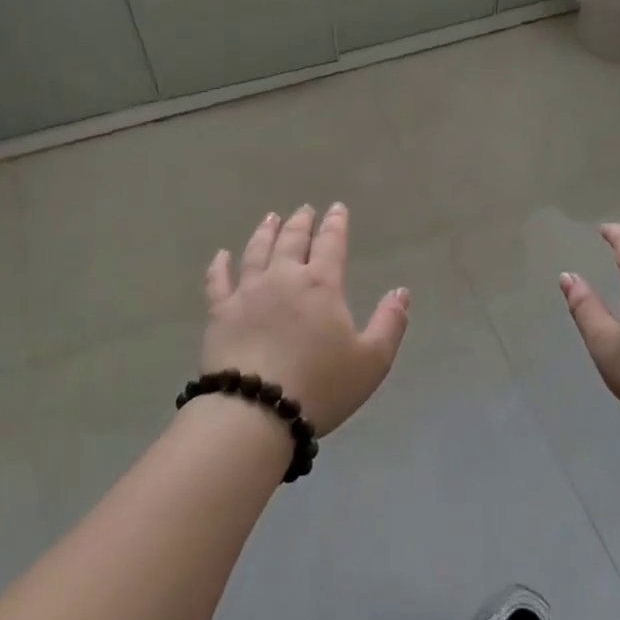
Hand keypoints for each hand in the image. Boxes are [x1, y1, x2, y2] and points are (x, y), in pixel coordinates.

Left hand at [202, 204, 409, 437]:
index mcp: (321, 285)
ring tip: (270, 218)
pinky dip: (220, 265)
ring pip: (256, 252)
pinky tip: (221, 255)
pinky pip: (218, 281)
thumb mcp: (372, 360)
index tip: (337, 208)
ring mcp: (247, 293)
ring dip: (265, 232)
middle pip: (292, 240)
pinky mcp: (219, 313)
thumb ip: (389, 322)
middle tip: (305, 210)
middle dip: (301, 222)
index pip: (330, 243)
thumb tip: (401, 291)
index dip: (336, 224)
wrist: (257, 410)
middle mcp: (283, 278)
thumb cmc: (321, 386)